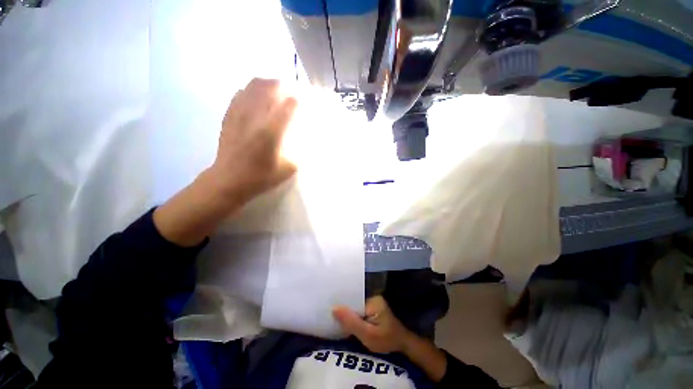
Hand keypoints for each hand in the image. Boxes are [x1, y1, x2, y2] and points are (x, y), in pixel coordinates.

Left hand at [154, 79, 296, 246]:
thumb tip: (308, 140)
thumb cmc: (261, 177)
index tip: (307, 102)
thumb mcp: (289, 169)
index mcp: (272, 131)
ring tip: (276, 91)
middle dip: (286, 86)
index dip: (301, 101)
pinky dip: (253, 90)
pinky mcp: (229, 114)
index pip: (290, 105)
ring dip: (269, 84)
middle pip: (272, 87)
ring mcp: (240, 113)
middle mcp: (256, 116)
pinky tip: (258, 99)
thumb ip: (301, 152)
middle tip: (293, 93)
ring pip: (255, 84)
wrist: (229, 180)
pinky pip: (241, 92)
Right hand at [333, 296, 413, 353]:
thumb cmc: (386, 340)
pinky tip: (345, 322)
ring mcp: (372, 302)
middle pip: (353, 302)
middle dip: (343, 309)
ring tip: (333, 318)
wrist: (402, 344)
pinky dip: (352, 316)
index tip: (328, 309)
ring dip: (347, 314)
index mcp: (372, 300)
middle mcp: (372, 297)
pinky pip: (358, 310)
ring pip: (355, 307)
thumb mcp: (368, 335)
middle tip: (328, 315)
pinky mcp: (372, 309)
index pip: (352, 299)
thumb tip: (334, 308)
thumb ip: (352, 322)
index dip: (341, 305)